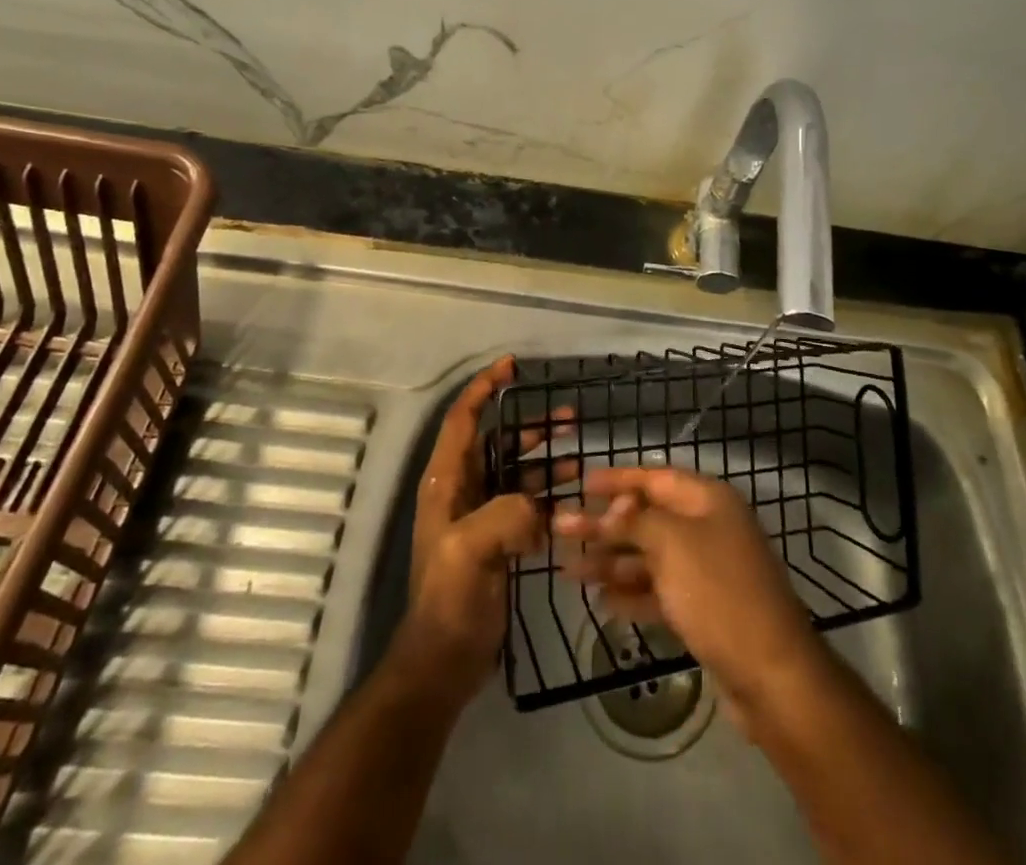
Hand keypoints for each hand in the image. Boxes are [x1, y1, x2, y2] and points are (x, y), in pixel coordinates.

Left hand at [403, 357, 571, 698]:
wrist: (446, 660)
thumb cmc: (451, 599)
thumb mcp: (471, 550)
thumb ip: (505, 514)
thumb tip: (537, 507)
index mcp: (447, 481)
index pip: (464, 419)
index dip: (483, 387)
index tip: (511, 365)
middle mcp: (462, 489)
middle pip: (497, 440)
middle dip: (529, 423)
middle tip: (569, 416)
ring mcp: (480, 514)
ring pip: (515, 469)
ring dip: (544, 455)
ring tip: (579, 449)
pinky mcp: (498, 537)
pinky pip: (526, 501)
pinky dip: (548, 490)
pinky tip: (573, 492)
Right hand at [553, 467, 827, 727]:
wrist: (771, 674)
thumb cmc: (718, 592)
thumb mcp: (671, 544)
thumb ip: (634, 522)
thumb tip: (609, 510)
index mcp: (708, 500)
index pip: (655, 477)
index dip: (617, 480)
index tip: (581, 482)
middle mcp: (709, 527)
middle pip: (648, 519)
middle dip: (605, 526)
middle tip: (561, 530)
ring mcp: (708, 570)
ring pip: (650, 557)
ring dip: (611, 562)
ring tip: (569, 571)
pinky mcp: (704, 610)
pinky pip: (660, 591)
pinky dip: (632, 593)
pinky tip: (602, 601)